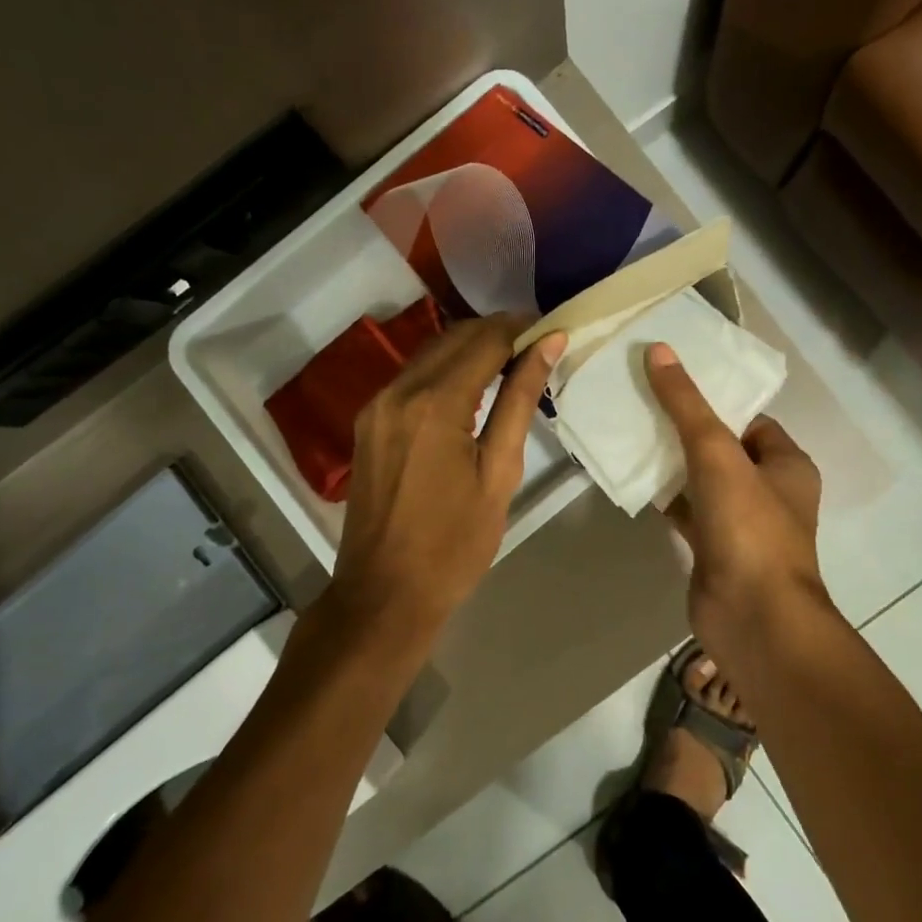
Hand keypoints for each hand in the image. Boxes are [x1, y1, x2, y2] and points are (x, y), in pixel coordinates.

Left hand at [328, 314, 565, 637]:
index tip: (553, 330)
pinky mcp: (369, 422)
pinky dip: (446, 371)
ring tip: (513, 366)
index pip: (485, 340)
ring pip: (431, 353)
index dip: (522, 328)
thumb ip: (519, 402)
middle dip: (498, 333)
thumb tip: (547, 344)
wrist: (384, 593)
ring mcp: (377, 405)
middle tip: (538, 347)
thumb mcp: (499, 473)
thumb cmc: (455, 544)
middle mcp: (398, 391)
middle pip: (455, 337)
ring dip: (472, 349)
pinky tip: (473, 390)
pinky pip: (413, 378)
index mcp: (435, 404)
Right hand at [645, 342, 825, 643]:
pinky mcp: (714, 549)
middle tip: (641, 403)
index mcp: (786, 464)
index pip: (750, 420)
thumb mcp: (718, 454)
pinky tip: (633, 480)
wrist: (753, 618)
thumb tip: (658, 350)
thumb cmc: (748, 527)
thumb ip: (686, 404)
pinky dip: (664, 498)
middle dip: (685, 429)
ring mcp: (740, 523)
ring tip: (629, 432)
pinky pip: (686, 512)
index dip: (714, 401)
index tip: (672, 384)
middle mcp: (768, 491)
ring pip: (701, 481)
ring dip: (671, 463)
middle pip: (722, 448)